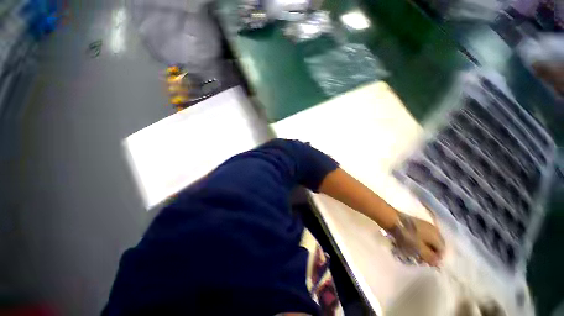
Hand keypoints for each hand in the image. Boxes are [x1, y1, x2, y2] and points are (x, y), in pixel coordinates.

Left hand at [389, 213, 444, 266]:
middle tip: (418, 258)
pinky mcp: (414, 223)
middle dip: (428, 253)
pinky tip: (408, 244)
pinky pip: (419, 235)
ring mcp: (424, 225)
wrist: (392, 219)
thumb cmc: (406, 235)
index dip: (436, 259)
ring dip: (421, 248)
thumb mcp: (419, 249)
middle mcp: (433, 229)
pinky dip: (416, 241)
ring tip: (411, 252)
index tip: (426, 263)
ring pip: (427, 241)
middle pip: (435, 245)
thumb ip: (430, 257)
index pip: (442, 251)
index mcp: (437, 235)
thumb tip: (439, 264)